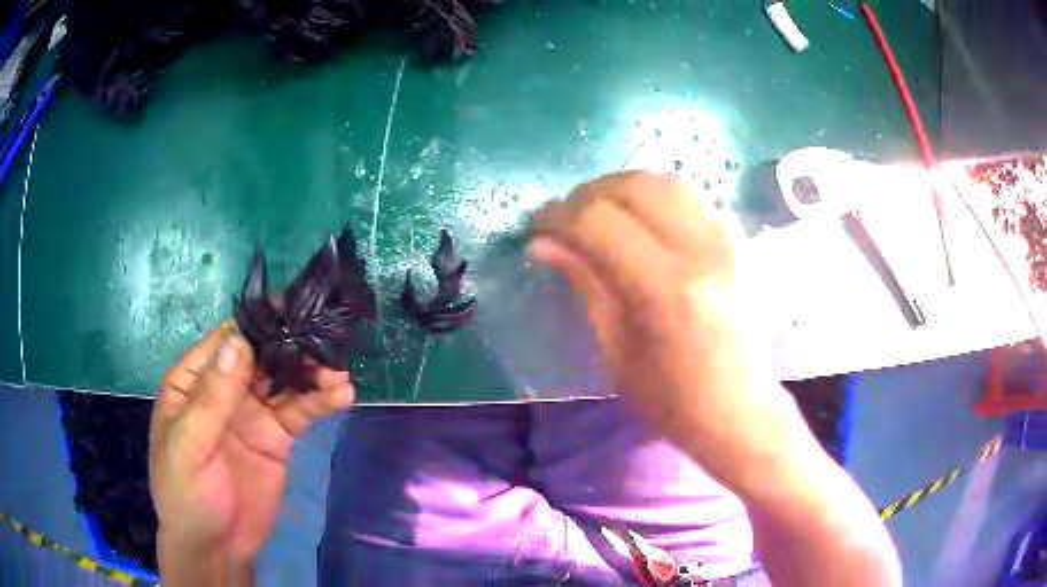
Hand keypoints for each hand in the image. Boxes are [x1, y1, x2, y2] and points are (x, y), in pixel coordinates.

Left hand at [149, 324, 353, 580]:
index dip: (255, 324)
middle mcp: (224, 390)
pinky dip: (320, 401)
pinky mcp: (277, 438)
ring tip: (338, 373)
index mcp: (193, 382)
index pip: (224, 341)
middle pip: (260, 356)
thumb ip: (211, 397)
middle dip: (291, 346)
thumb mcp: (189, 446)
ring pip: (284, 381)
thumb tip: (239, 341)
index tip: (290, 308)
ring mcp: (252, 413)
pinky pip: (299, 412)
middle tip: (326, 340)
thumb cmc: (187, 494)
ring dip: (311, 373)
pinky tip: (342, 395)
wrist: (217, 548)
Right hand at [528, 172, 794, 488]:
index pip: (599, 223)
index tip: (536, 226)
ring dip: (622, 189)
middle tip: (565, 219)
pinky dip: (655, 199)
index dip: (558, 216)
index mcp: (667, 290)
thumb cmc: (672, 400)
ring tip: (600, 215)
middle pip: (634, 187)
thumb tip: (542, 243)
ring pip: (665, 182)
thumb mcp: (616, 351)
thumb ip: (585, 284)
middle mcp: (703, 251)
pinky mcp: (741, 242)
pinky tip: (642, 222)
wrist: (740, 411)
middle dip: (587, 195)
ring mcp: (729, 241)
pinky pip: (691, 198)